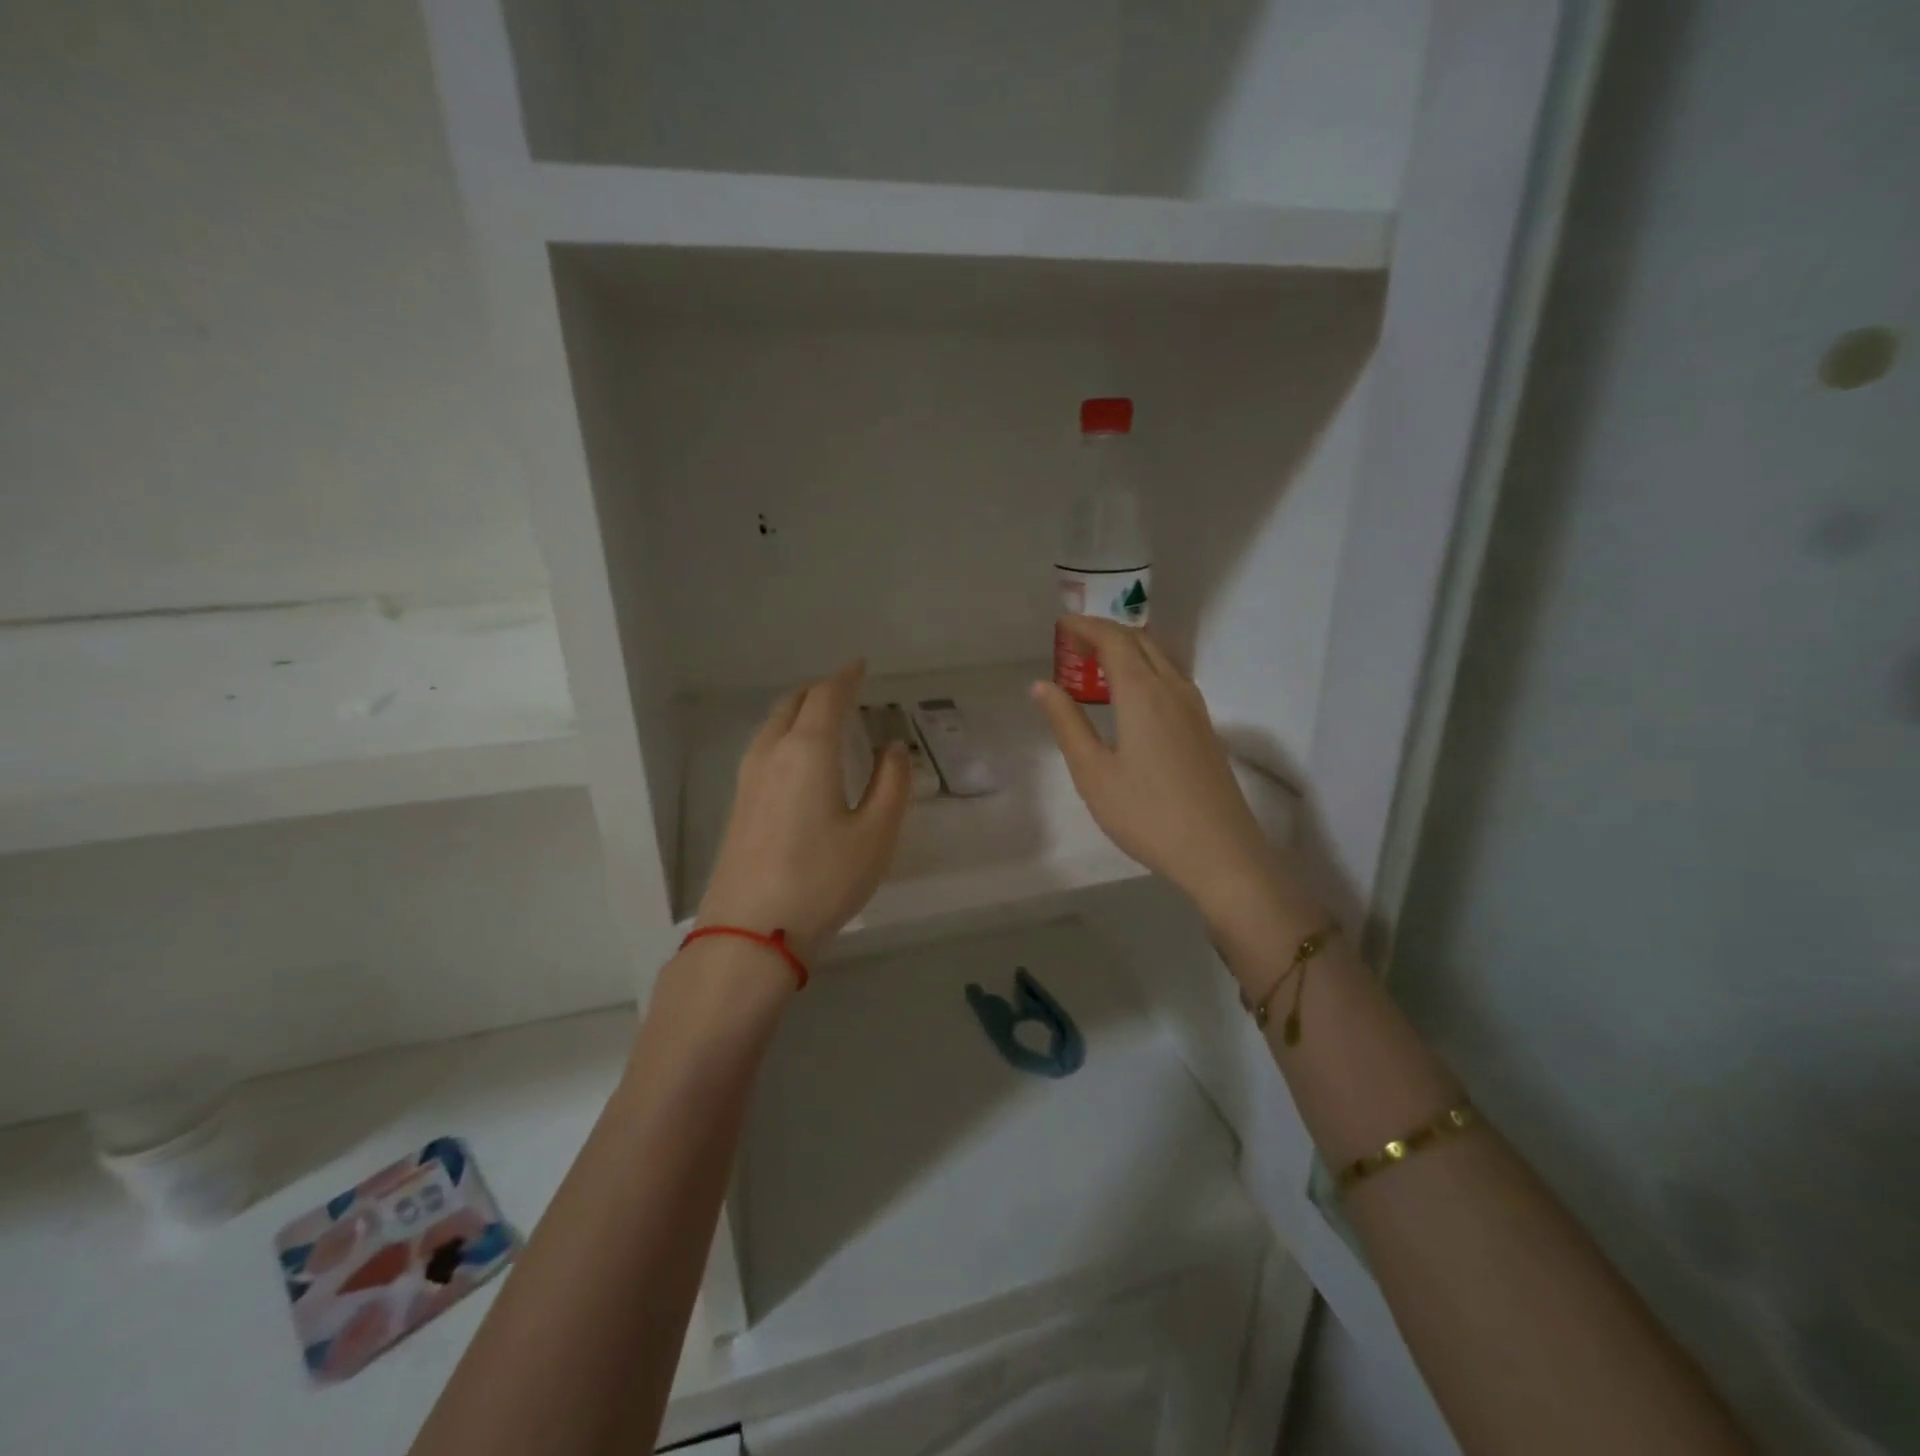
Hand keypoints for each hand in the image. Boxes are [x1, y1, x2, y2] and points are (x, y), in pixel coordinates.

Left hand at [696, 660, 910, 962]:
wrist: (750, 932)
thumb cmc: (822, 879)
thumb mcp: (875, 835)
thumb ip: (892, 784)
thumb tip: (893, 746)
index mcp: (808, 751)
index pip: (827, 697)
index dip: (846, 677)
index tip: (860, 665)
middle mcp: (772, 753)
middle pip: (793, 704)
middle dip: (819, 691)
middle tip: (844, 689)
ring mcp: (747, 779)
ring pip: (773, 725)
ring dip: (798, 711)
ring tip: (822, 718)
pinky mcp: (738, 804)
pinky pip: (763, 748)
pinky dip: (785, 735)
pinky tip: (797, 758)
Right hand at [1031, 616, 1282, 927]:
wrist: (1219, 852)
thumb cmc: (1146, 813)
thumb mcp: (1093, 772)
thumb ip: (1067, 724)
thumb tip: (1042, 686)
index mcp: (1143, 693)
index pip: (1114, 640)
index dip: (1086, 626)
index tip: (1061, 625)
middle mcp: (1173, 689)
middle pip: (1141, 641)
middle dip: (1106, 633)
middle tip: (1074, 644)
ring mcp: (1195, 708)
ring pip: (1161, 659)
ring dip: (1129, 651)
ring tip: (1098, 666)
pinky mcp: (1205, 729)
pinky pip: (1172, 679)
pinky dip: (1146, 671)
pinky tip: (1132, 698)